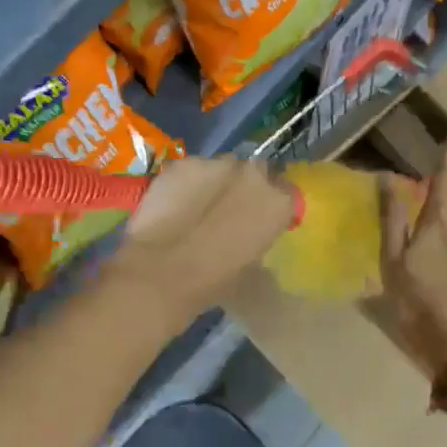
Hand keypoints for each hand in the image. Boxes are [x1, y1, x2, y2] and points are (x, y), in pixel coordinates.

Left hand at [105, 156, 295, 325]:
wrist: (161, 273)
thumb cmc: (213, 282)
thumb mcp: (252, 267)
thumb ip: (258, 239)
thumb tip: (250, 234)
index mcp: (278, 202)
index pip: (286, 192)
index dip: (270, 203)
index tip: (259, 216)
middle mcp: (253, 174)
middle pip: (256, 170)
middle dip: (245, 185)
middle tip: (227, 208)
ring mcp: (216, 164)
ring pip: (221, 167)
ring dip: (215, 181)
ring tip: (195, 206)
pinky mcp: (183, 164)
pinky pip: (191, 170)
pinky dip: (186, 182)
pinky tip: (172, 204)